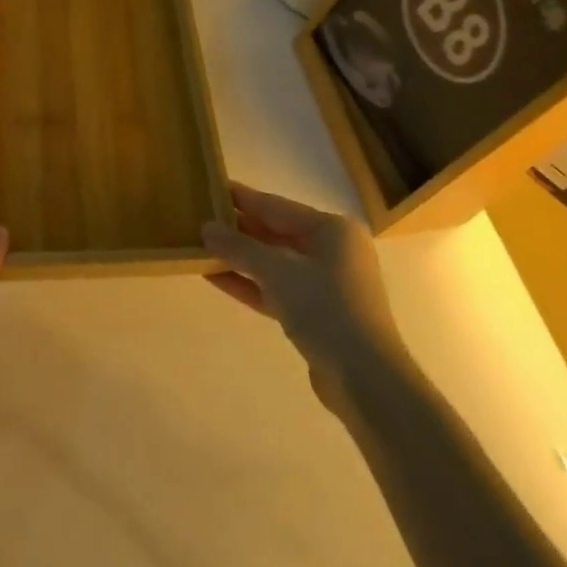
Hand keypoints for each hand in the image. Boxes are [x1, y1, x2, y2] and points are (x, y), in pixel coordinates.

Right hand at [202, 183, 408, 418]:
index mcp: (332, 230)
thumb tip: (206, 228)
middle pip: (276, 233)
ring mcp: (325, 284)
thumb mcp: (278, 271)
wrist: (366, 379)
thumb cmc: (326, 308)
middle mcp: (332, 251)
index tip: (212, 186)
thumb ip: (240, 248)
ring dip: (240, 258)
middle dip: (239, 229)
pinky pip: (276, 289)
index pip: (277, 206)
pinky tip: (215, 277)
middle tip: (200, 218)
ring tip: (201, 247)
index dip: (243, 198)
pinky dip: (250, 283)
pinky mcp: (316, 314)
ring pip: (274, 263)